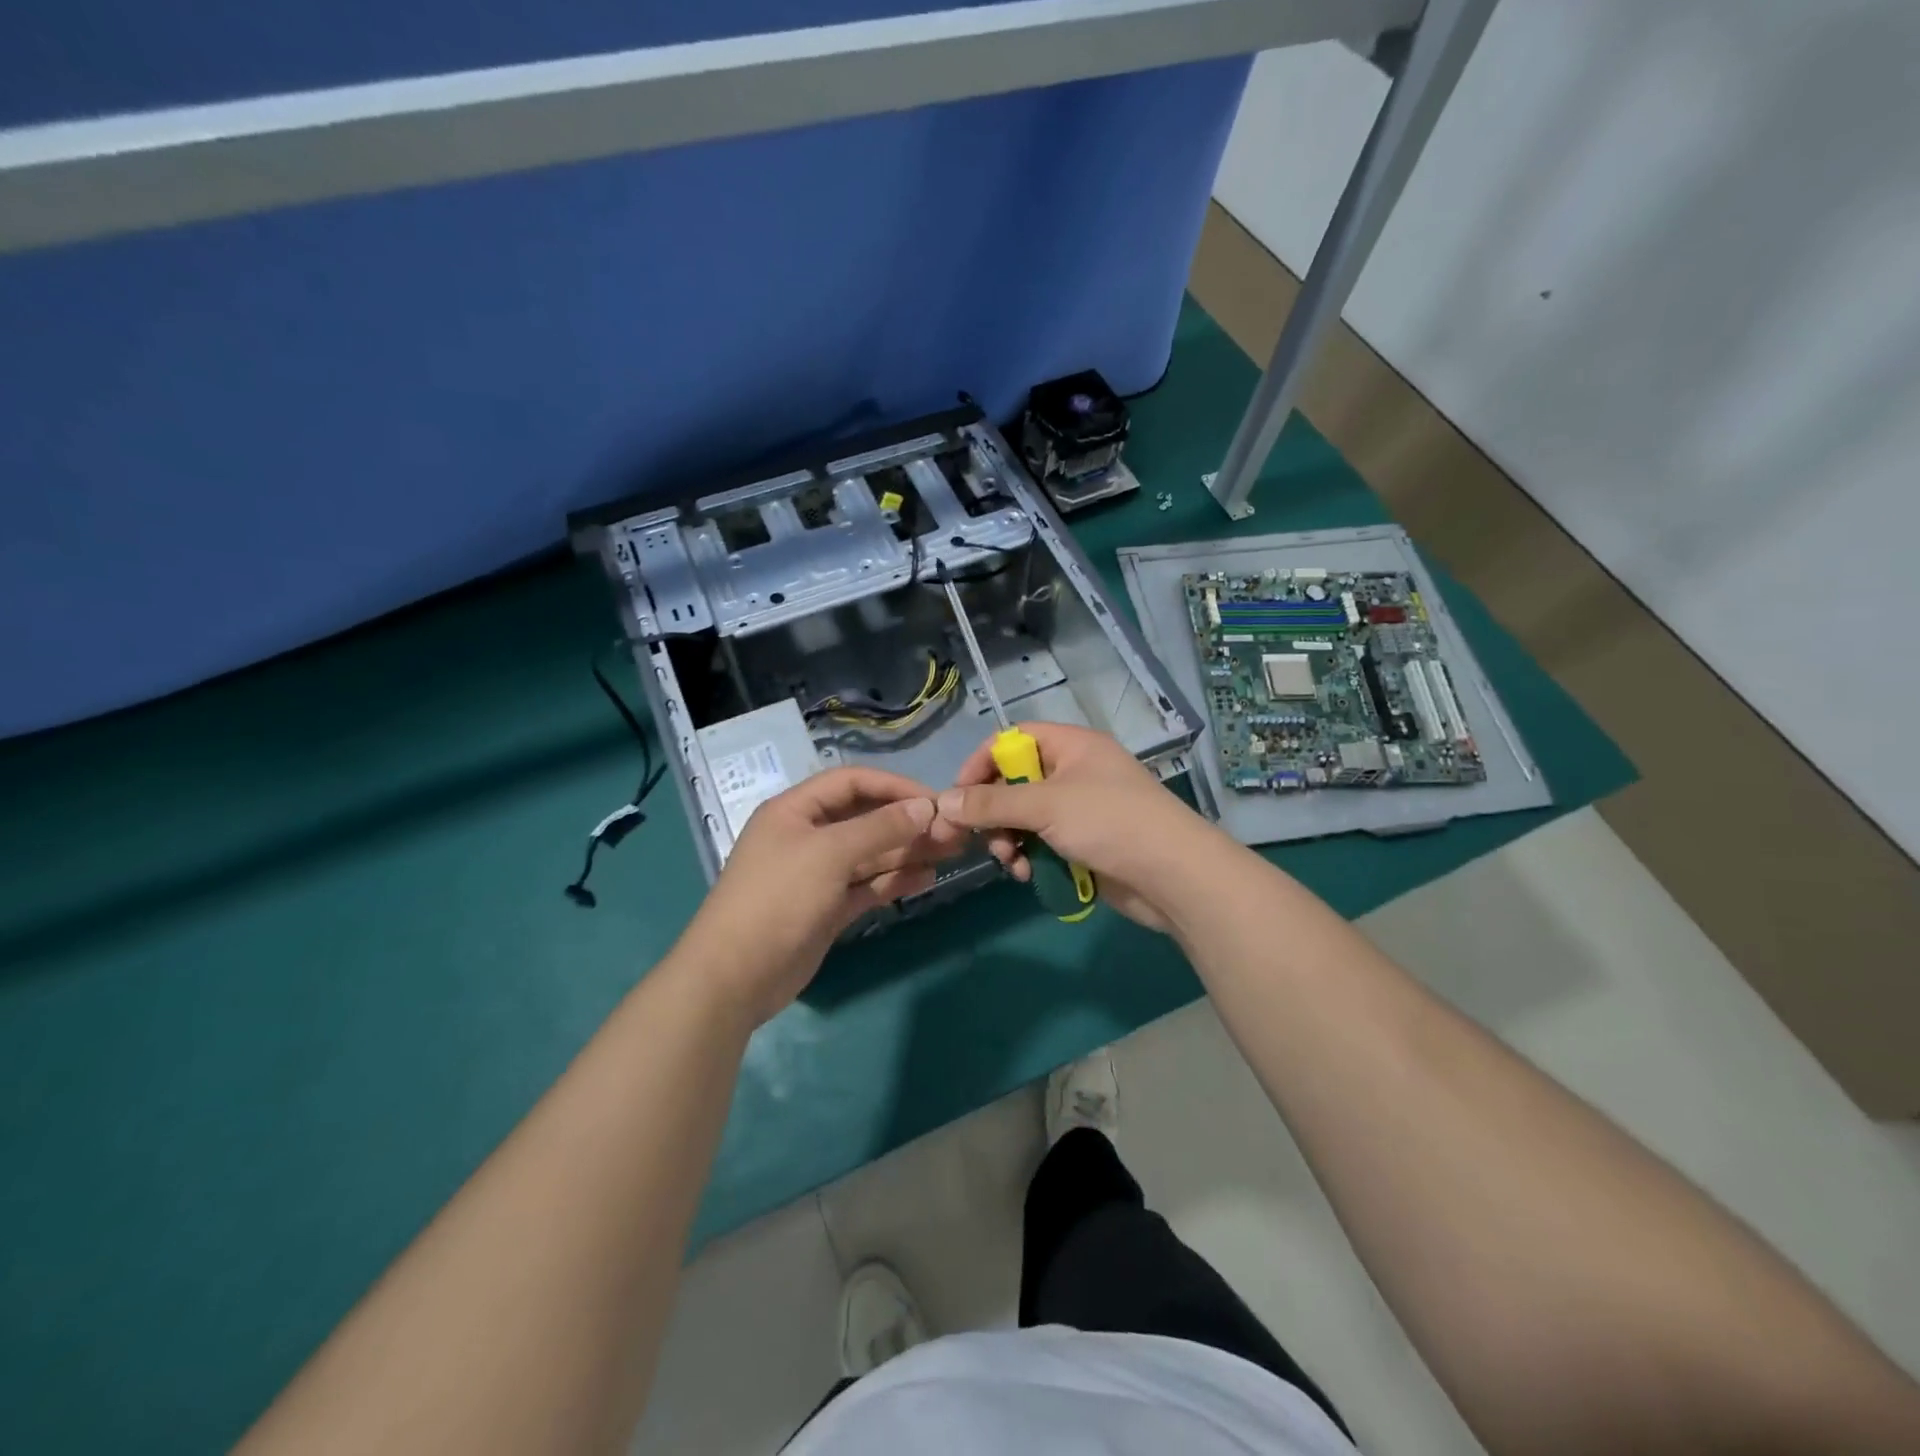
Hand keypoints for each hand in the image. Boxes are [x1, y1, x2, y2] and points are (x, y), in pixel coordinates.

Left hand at [677, 767, 966, 1024]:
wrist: (735, 977)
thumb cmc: (778, 899)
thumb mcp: (829, 854)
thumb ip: (879, 828)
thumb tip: (925, 807)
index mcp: (795, 810)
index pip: (852, 782)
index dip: (893, 786)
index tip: (933, 800)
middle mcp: (807, 836)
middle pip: (864, 818)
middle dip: (906, 822)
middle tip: (952, 830)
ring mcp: (818, 874)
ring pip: (870, 854)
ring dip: (906, 851)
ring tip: (949, 852)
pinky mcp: (828, 908)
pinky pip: (867, 885)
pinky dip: (894, 880)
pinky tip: (926, 879)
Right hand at [936, 723, 1223, 931]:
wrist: (1173, 876)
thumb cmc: (1110, 823)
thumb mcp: (1045, 806)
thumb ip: (990, 804)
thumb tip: (941, 802)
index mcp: (1071, 746)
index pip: (1012, 740)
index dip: (981, 763)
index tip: (957, 796)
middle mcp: (1074, 772)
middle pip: (1014, 782)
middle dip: (994, 813)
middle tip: (979, 839)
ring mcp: (1080, 810)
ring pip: (1025, 818)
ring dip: (1009, 840)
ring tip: (1011, 862)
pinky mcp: (1084, 844)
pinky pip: (1042, 843)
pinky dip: (1030, 857)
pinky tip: (1028, 874)